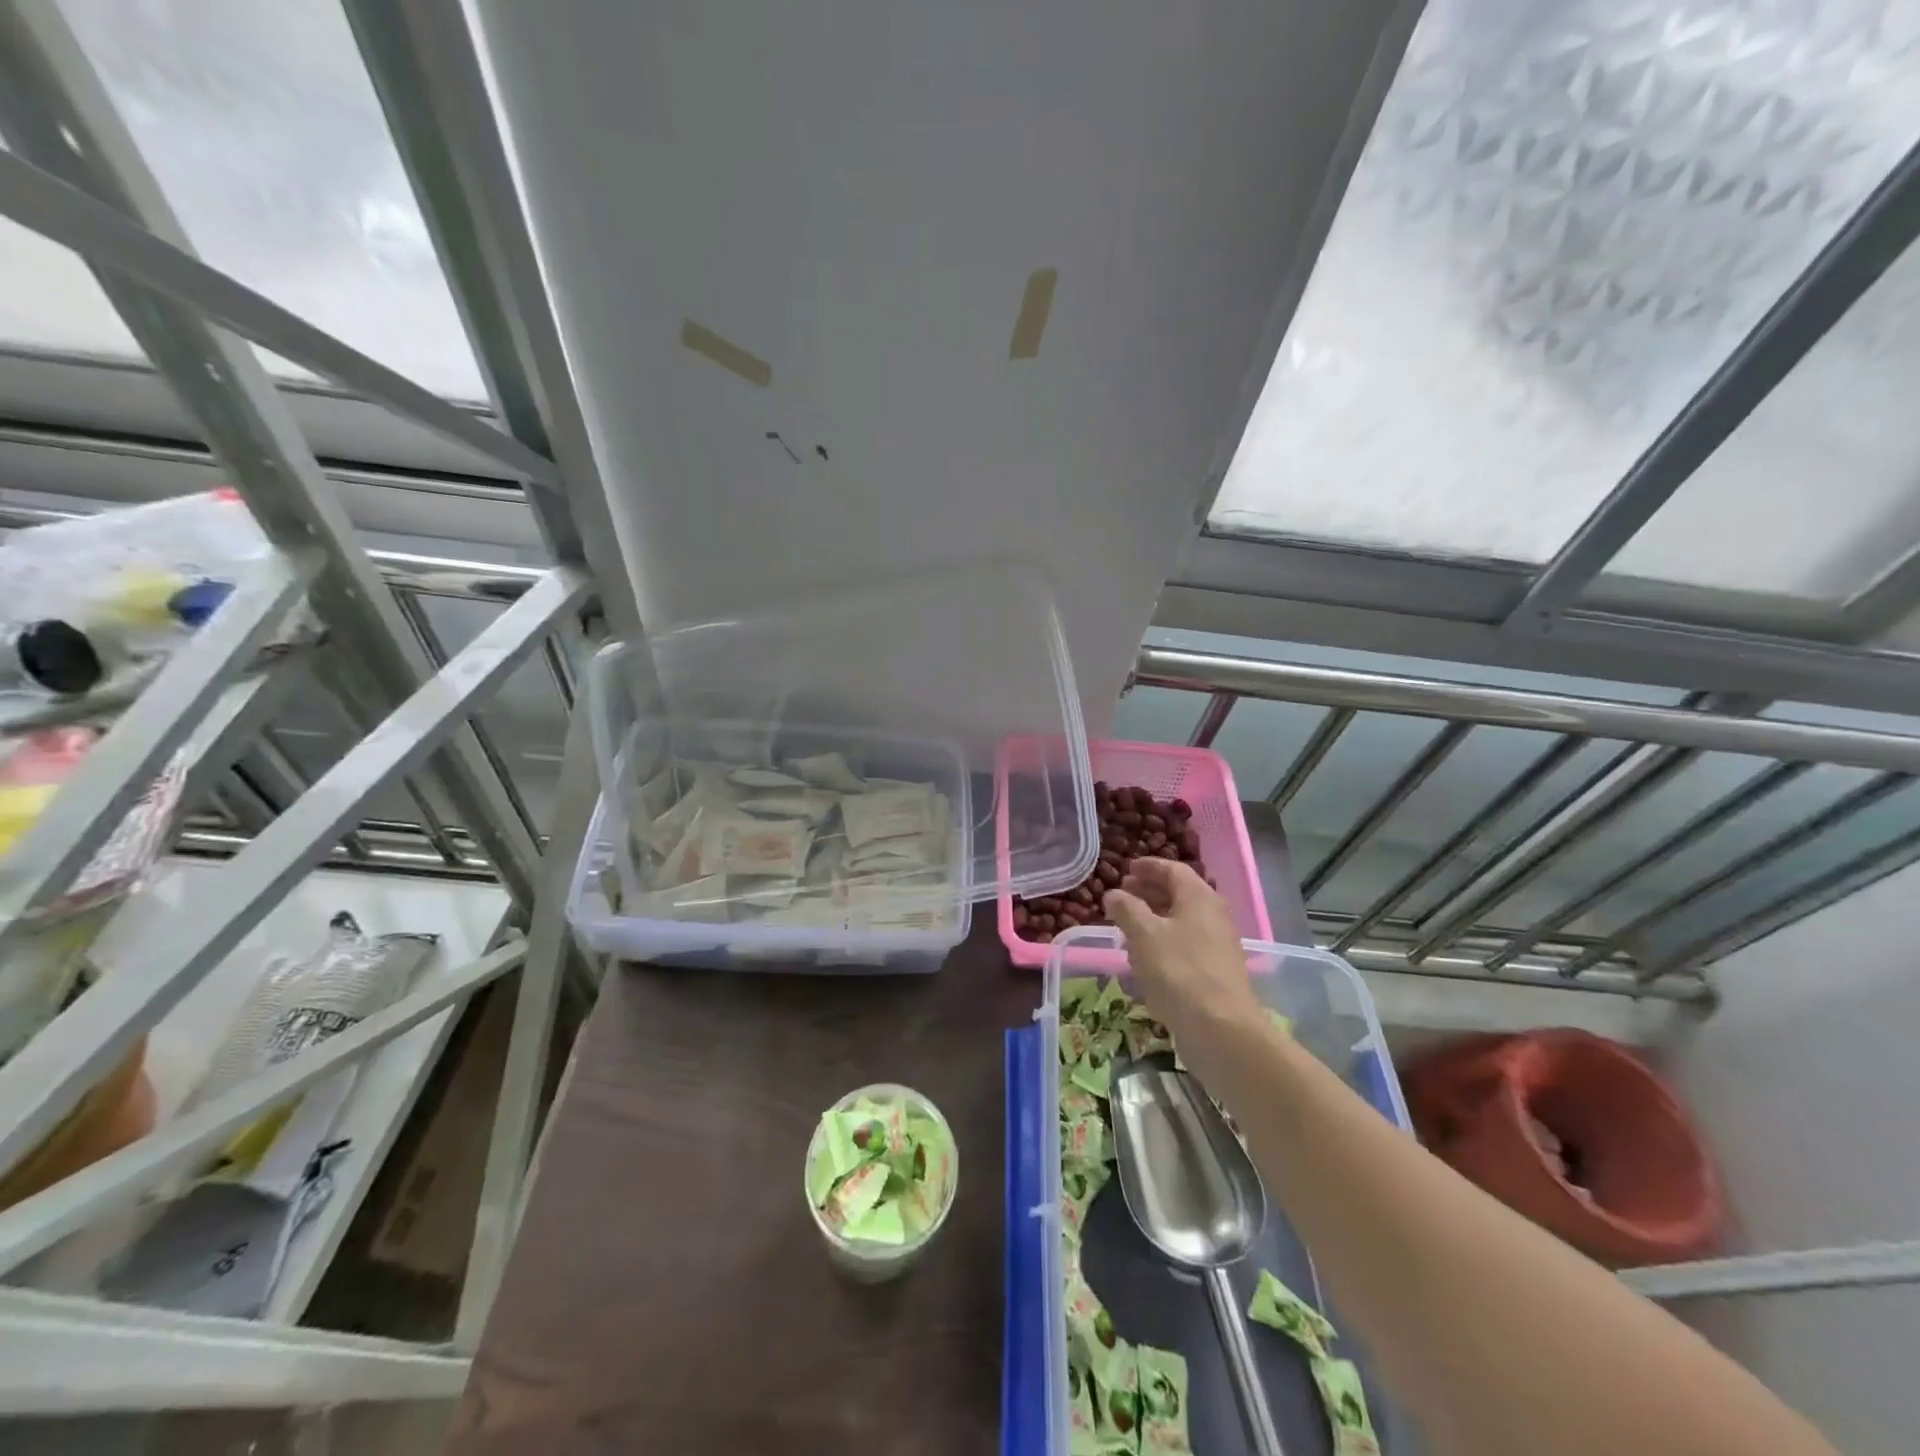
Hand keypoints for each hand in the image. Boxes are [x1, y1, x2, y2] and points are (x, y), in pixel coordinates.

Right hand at [1103, 859, 1258, 1047]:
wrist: (1221, 1029)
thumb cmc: (1179, 971)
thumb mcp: (1143, 934)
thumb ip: (1126, 908)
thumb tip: (1114, 894)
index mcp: (1199, 897)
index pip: (1173, 869)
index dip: (1148, 866)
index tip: (1126, 869)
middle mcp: (1213, 915)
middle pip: (1179, 894)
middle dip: (1149, 892)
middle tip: (1123, 896)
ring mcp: (1217, 945)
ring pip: (1181, 921)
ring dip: (1154, 919)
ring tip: (1127, 928)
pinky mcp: (1215, 972)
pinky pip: (1186, 945)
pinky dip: (1164, 943)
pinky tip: (1145, 960)